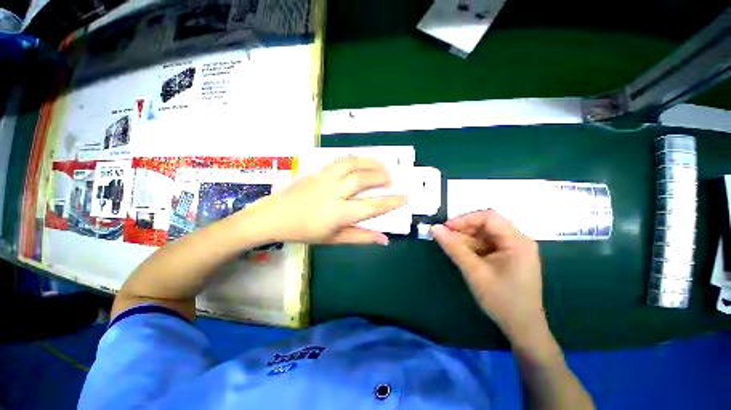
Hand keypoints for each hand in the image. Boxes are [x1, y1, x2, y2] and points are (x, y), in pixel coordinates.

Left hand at [248, 156, 406, 244]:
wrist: (274, 216)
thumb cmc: (304, 231)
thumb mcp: (333, 239)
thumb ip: (360, 237)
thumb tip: (384, 239)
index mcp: (338, 213)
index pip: (371, 206)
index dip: (391, 202)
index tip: (405, 197)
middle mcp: (333, 192)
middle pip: (363, 180)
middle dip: (381, 177)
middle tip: (392, 178)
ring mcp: (324, 179)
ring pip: (352, 164)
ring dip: (370, 162)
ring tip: (382, 164)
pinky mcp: (317, 171)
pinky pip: (340, 160)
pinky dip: (355, 158)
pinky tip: (361, 161)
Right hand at [432, 210, 548, 345]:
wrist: (522, 329)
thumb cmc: (502, 300)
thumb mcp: (474, 272)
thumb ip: (454, 248)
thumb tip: (434, 228)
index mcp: (517, 241)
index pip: (489, 217)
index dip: (464, 219)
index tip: (445, 228)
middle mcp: (517, 241)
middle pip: (486, 225)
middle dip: (463, 230)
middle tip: (444, 238)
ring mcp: (513, 249)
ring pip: (484, 235)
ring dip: (465, 239)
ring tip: (449, 246)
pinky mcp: (507, 258)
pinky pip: (486, 245)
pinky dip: (471, 248)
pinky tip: (460, 253)